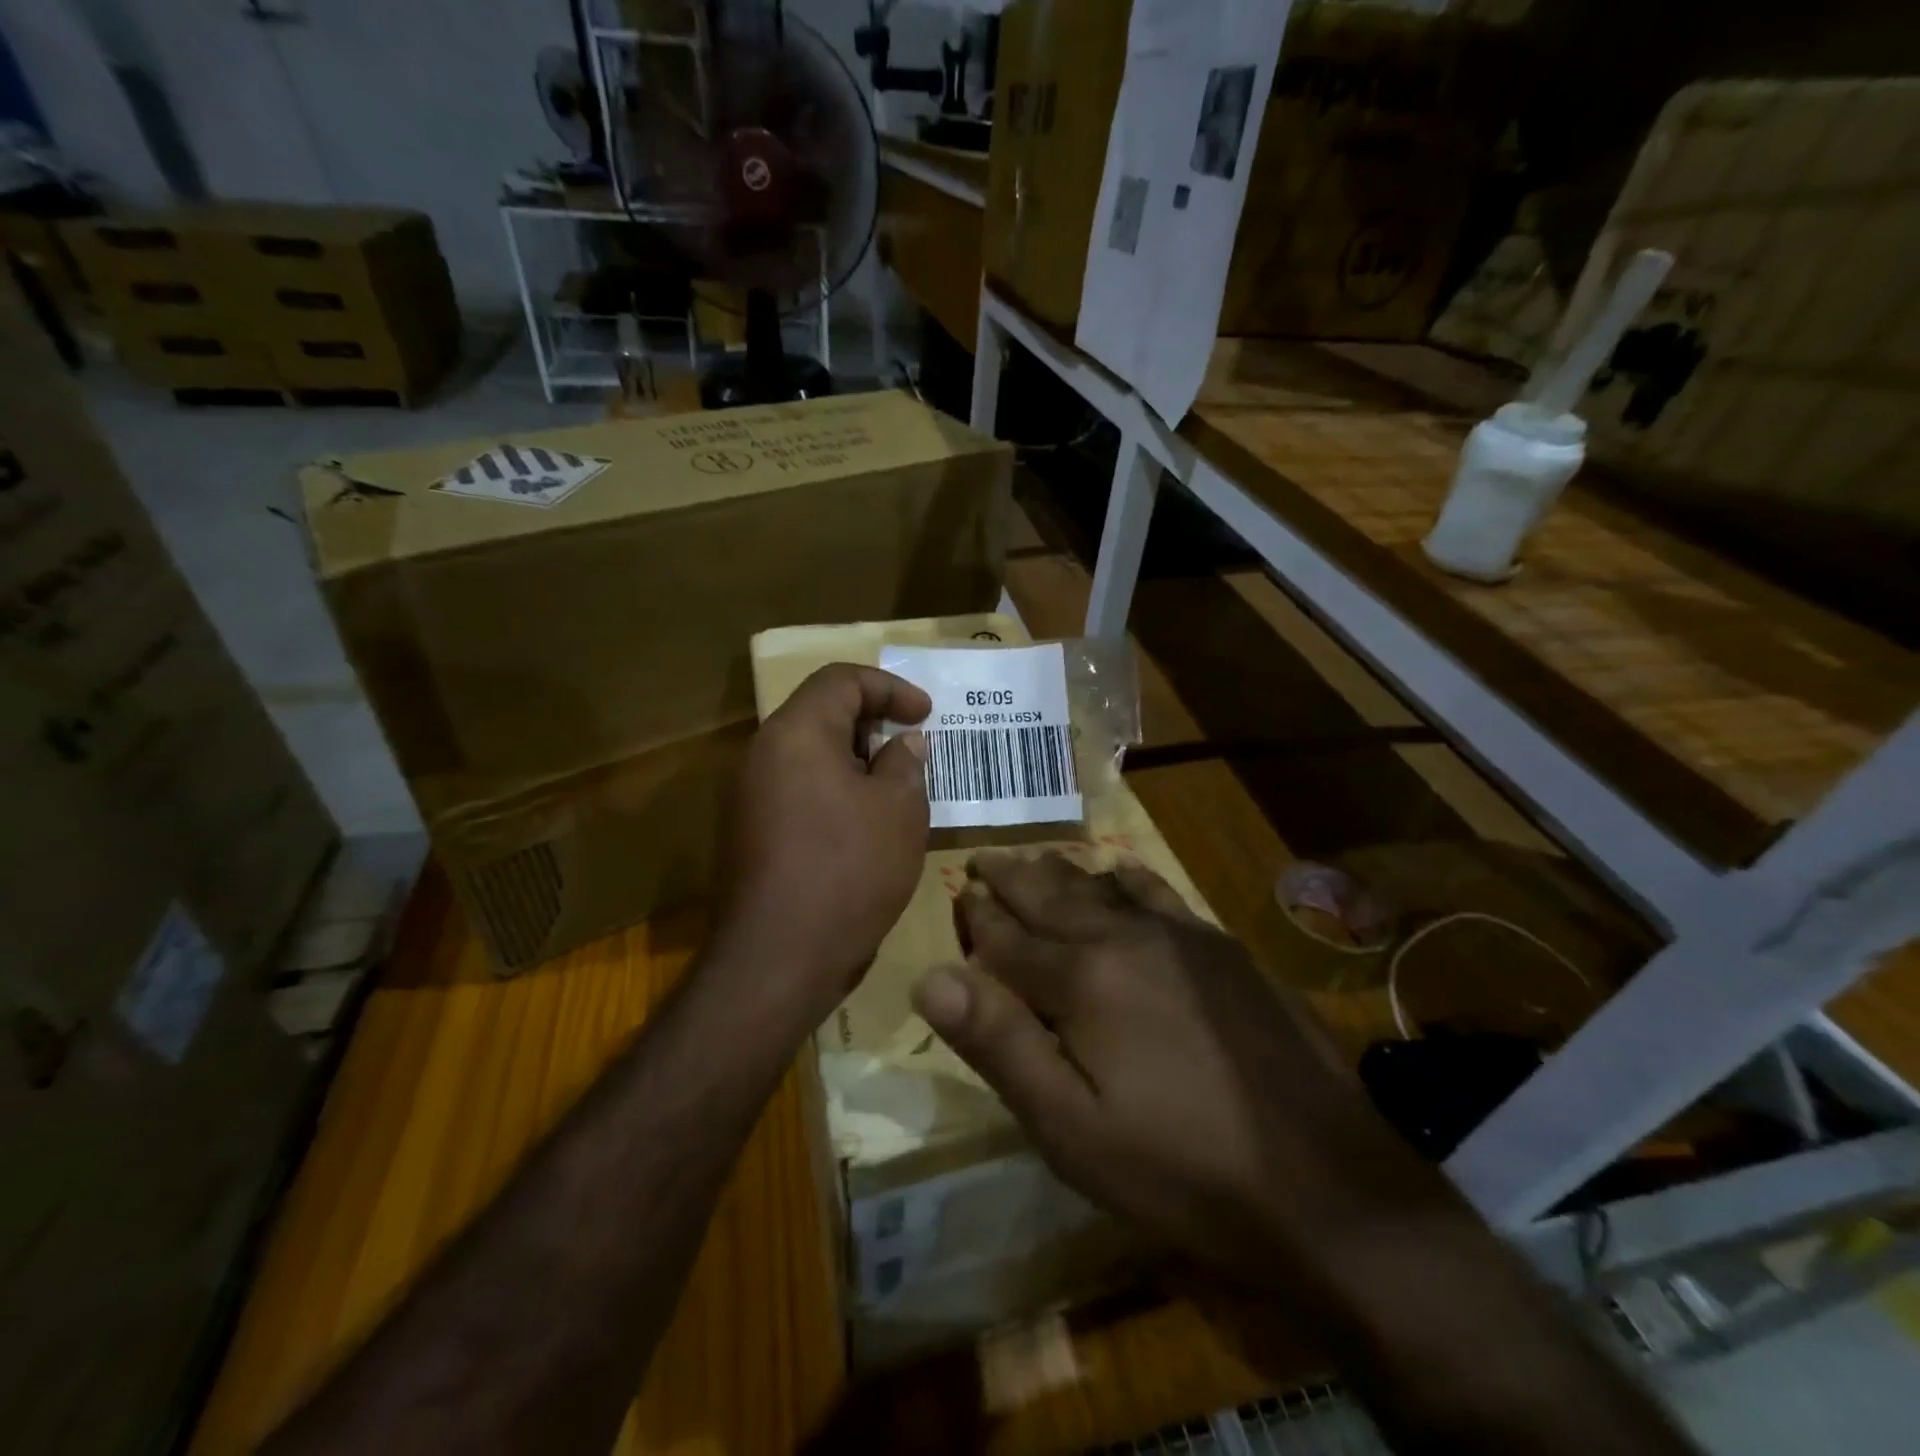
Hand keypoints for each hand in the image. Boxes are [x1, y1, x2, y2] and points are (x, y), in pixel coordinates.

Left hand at [715, 664, 931, 1017]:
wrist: (778, 959)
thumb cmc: (848, 870)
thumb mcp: (899, 810)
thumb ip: (904, 763)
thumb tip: (903, 743)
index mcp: (796, 733)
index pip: (840, 679)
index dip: (890, 687)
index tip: (926, 714)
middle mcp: (762, 755)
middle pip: (821, 715)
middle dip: (873, 724)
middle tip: (914, 749)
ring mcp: (749, 797)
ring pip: (810, 757)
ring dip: (856, 762)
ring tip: (897, 789)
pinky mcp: (750, 834)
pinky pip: (798, 792)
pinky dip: (835, 793)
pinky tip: (866, 826)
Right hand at [912, 851, 1458, 1304]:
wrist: (1325, 1183)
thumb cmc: (1179, 1168)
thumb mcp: (1070, 1127)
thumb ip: (999, 1043)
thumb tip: (929, 976)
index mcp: (1081, 980)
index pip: (1008, 939)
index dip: (977, 918)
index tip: (957, 894)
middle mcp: (1125, 938)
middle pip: (1052, 898)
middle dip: (1011, 879)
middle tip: (983, 859)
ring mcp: (1180, 936)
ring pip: (1101, 887)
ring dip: (1061, 873)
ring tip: (1036, 860)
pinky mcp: (1222, 948)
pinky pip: (1160, 891)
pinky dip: (1127, 877)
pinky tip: (1121, 872)